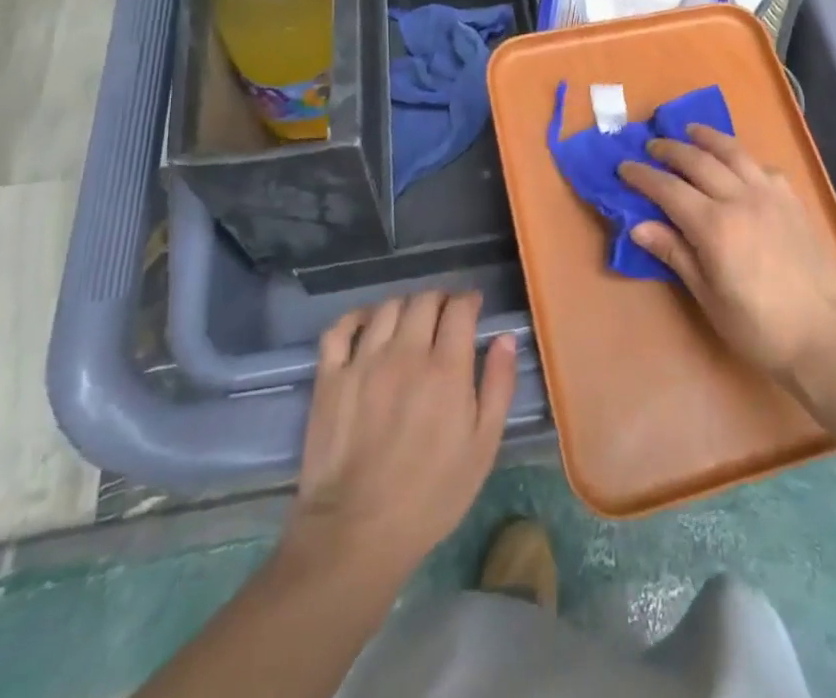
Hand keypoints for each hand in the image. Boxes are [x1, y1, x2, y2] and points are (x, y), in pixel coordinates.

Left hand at [276, 292, 516, 586]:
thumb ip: (498, 386)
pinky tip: (368, 327)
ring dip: (405, 307)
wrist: (355, 534)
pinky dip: (357, 318)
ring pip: (387, 307)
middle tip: (445, 318)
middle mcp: (405, 352)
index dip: (469, 301)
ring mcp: (363, 362)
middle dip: (440, 300)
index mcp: (446, 368)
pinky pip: (341, 328)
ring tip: (410, 324)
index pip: (459, 308)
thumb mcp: (482, 447)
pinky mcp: (330, 377)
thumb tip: (505, 338)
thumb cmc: (430, 496)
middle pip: (424, 299)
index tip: (473, 309)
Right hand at [618, 125, 835, 381]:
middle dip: (670, 150)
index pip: (669, 189)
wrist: (823, 334)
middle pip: (698, 161)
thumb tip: (638, 225)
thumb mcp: (708, 296)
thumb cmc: (758, 326)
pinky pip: (763, 167)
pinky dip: (743, 158)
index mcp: (714, 225)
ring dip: (708, 138)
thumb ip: (675, 253)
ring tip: (691, 131)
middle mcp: (741, 198)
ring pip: (734, 152)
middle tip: (652, 145)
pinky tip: (738, 163)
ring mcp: (770, 195)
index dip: (643, 176)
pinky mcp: (792, 200)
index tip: (624, 167)